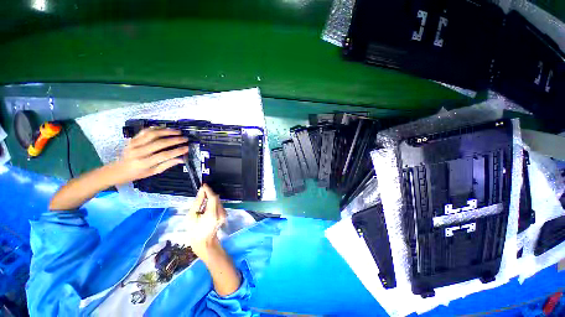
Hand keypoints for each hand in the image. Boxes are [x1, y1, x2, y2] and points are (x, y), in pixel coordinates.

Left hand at [111, 128, 188, 184]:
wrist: (118, 169)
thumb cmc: (137, 173)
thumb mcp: (153, 172)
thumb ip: (167, 164)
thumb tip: (181, 159)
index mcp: (144, 163)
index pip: (164, 155)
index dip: (177, 151)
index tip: (187, 148)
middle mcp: (138, 152)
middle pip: (159, 143)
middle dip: (175, 140)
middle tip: (185, 138)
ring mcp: (134, 144)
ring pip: (153, 134)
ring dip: (167, 132)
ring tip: (178, 131)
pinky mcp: (132, 139)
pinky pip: (145, 131)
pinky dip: (157, 128)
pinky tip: (165, 128)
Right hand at [186, 184, 226, 260]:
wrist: (205, 243)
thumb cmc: (195, 232)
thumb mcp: (192, 217)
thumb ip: (198, 203)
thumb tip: (202, 192)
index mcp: (212, 213)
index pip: (213, 197)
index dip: (209, 190)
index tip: (204, 185)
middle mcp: (221, 212)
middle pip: (216, 198)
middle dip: (209, 194)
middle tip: (201, 193)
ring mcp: (224, 214)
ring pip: (218, 202)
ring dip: (211, 199)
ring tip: (202, 203)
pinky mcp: (224, 215)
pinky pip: (219, 206)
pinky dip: (213, 204)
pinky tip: (206, 208)